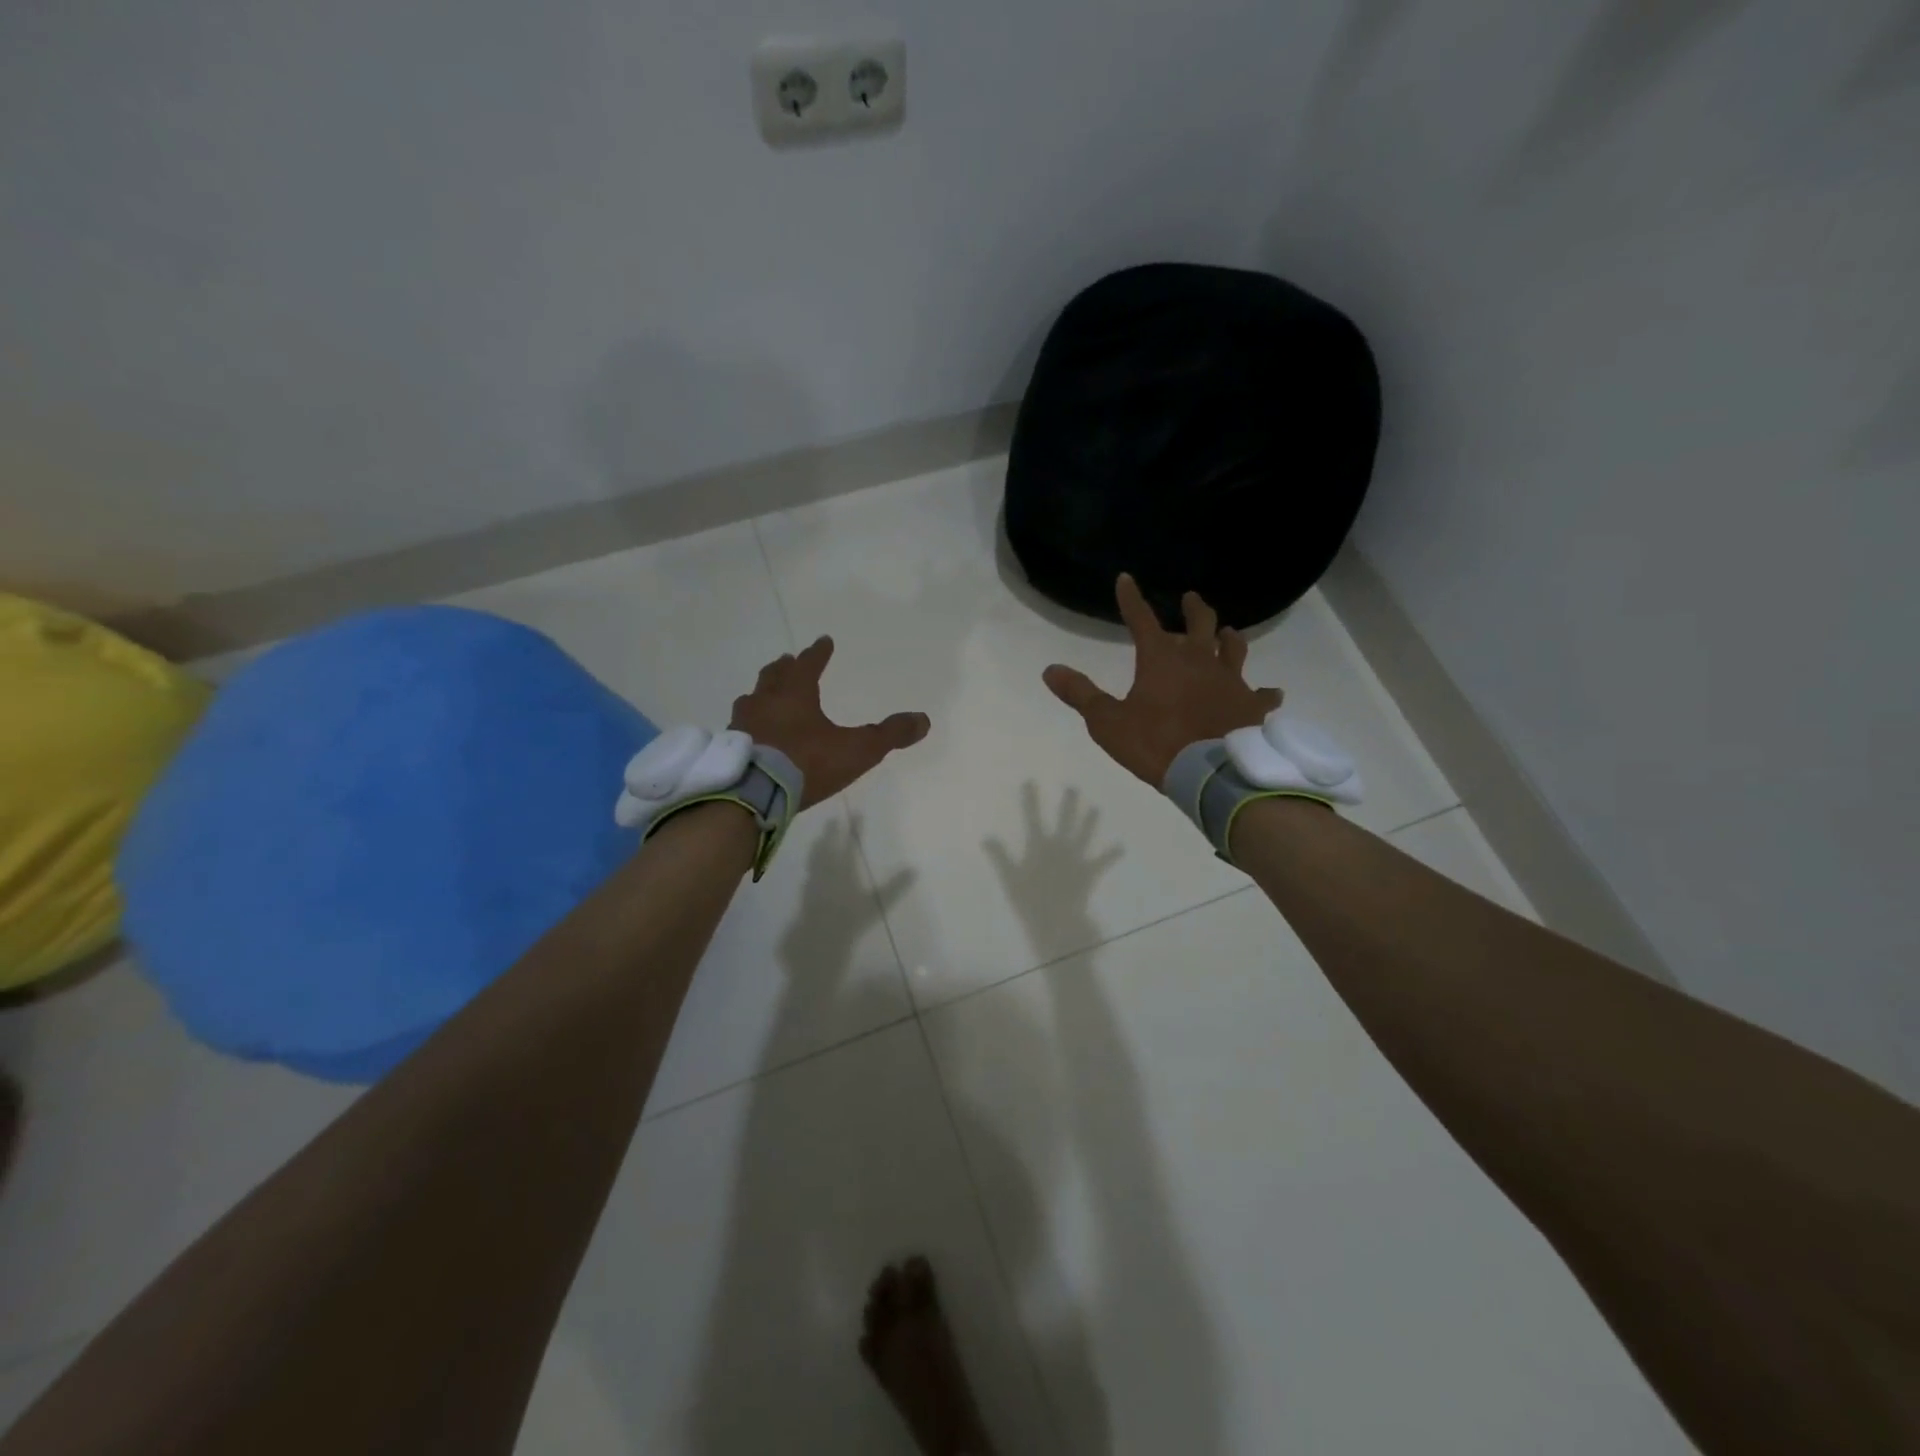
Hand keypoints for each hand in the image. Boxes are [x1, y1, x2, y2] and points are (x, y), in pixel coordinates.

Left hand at [731, 635, 929, 808]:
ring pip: (751, 700)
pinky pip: (739, 727)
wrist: (755, 793)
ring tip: (764, 695)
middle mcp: (766, 702)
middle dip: (784, 668)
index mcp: (796, 694)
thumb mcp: (857, 750)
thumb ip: (889, 734)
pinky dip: (748, 724)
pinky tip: (750, 734)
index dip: (818, 653)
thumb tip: (923, 720)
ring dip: (761, 694)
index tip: (823, 640)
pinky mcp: (730, 749)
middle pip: (774, 676)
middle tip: (787, 660)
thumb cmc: (807, 763)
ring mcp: (743, 724)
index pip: (808, 665)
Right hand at [1043, 574, 1281, 786]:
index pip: (1142, 619)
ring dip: (1228, 638)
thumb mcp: (1108, 722)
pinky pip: (1263, 695)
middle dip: (1193, 609)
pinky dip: (1265, 693)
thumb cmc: (1155, 744)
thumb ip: (1081, 694)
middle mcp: (1199, 661)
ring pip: (1233, 648)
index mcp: (1162, 660)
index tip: (1126, 579)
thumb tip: (1050, 669)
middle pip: (1200, 624)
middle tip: (1191, 598)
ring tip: (1227, 632)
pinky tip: (1271, 694)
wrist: (1210, 772)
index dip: (1131, 599)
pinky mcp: (1252, 706)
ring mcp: (1231, 681)